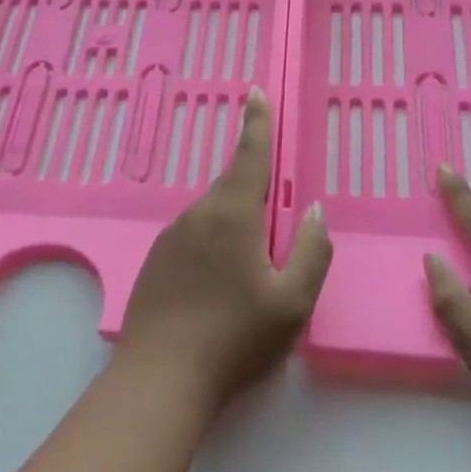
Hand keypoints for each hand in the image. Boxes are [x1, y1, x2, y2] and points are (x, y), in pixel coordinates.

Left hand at [116, 88, 332, 414]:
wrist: (159, 379)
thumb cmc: (234, 338)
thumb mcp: (292, 302)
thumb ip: (311, 251)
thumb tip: (314, 211)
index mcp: (232, 214)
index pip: (249, 154)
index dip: (256, 122)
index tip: (255, 92)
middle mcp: (198, 214)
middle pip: (232, 186)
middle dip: (254, 189)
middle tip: (273, 220)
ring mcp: (171, 236)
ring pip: (213, 214)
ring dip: (235, 224)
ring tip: (249, 272)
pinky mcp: (156, 259)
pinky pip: (194, 237)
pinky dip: (213, 245)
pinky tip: (218, 287)